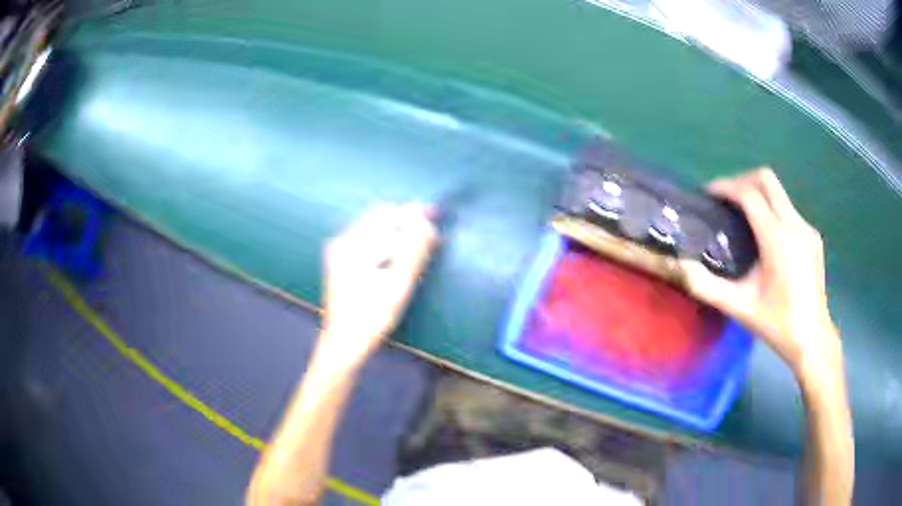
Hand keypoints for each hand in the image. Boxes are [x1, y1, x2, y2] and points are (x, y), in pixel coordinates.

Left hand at [318, 203, 437, 367]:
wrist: (342, 342)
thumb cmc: (371, 319)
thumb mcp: (399, 286)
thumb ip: (413, 251)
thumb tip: (427, 222)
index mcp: (354, 245)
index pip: (388, 213)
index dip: (413, 216)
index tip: (433, 225)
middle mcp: (342, 240)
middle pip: (380, 217)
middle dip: (405, 224)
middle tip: (427, 242)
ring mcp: (339, 249)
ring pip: (375, 228)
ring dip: (396, 234)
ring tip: (413, 256)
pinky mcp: (339, 259)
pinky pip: (367, 240)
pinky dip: (385, 244)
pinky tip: (394, 263)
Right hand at [680, 168, 840, 375]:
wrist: (812, 338)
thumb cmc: (776, 324)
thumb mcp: (739, 307)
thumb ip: (708, 286)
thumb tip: (681, 267)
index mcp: (777, 239)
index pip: (749, 193)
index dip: (726, 187)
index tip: (708, 193)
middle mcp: (794, 224)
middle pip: (766, 179)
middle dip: (741, 180)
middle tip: (725, 199)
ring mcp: (806, 228)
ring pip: (778, 192)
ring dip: (757, 193)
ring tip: (742, 216)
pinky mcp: (812, 236)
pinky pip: (788, 209)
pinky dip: (771, 210)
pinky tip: (765, 236)